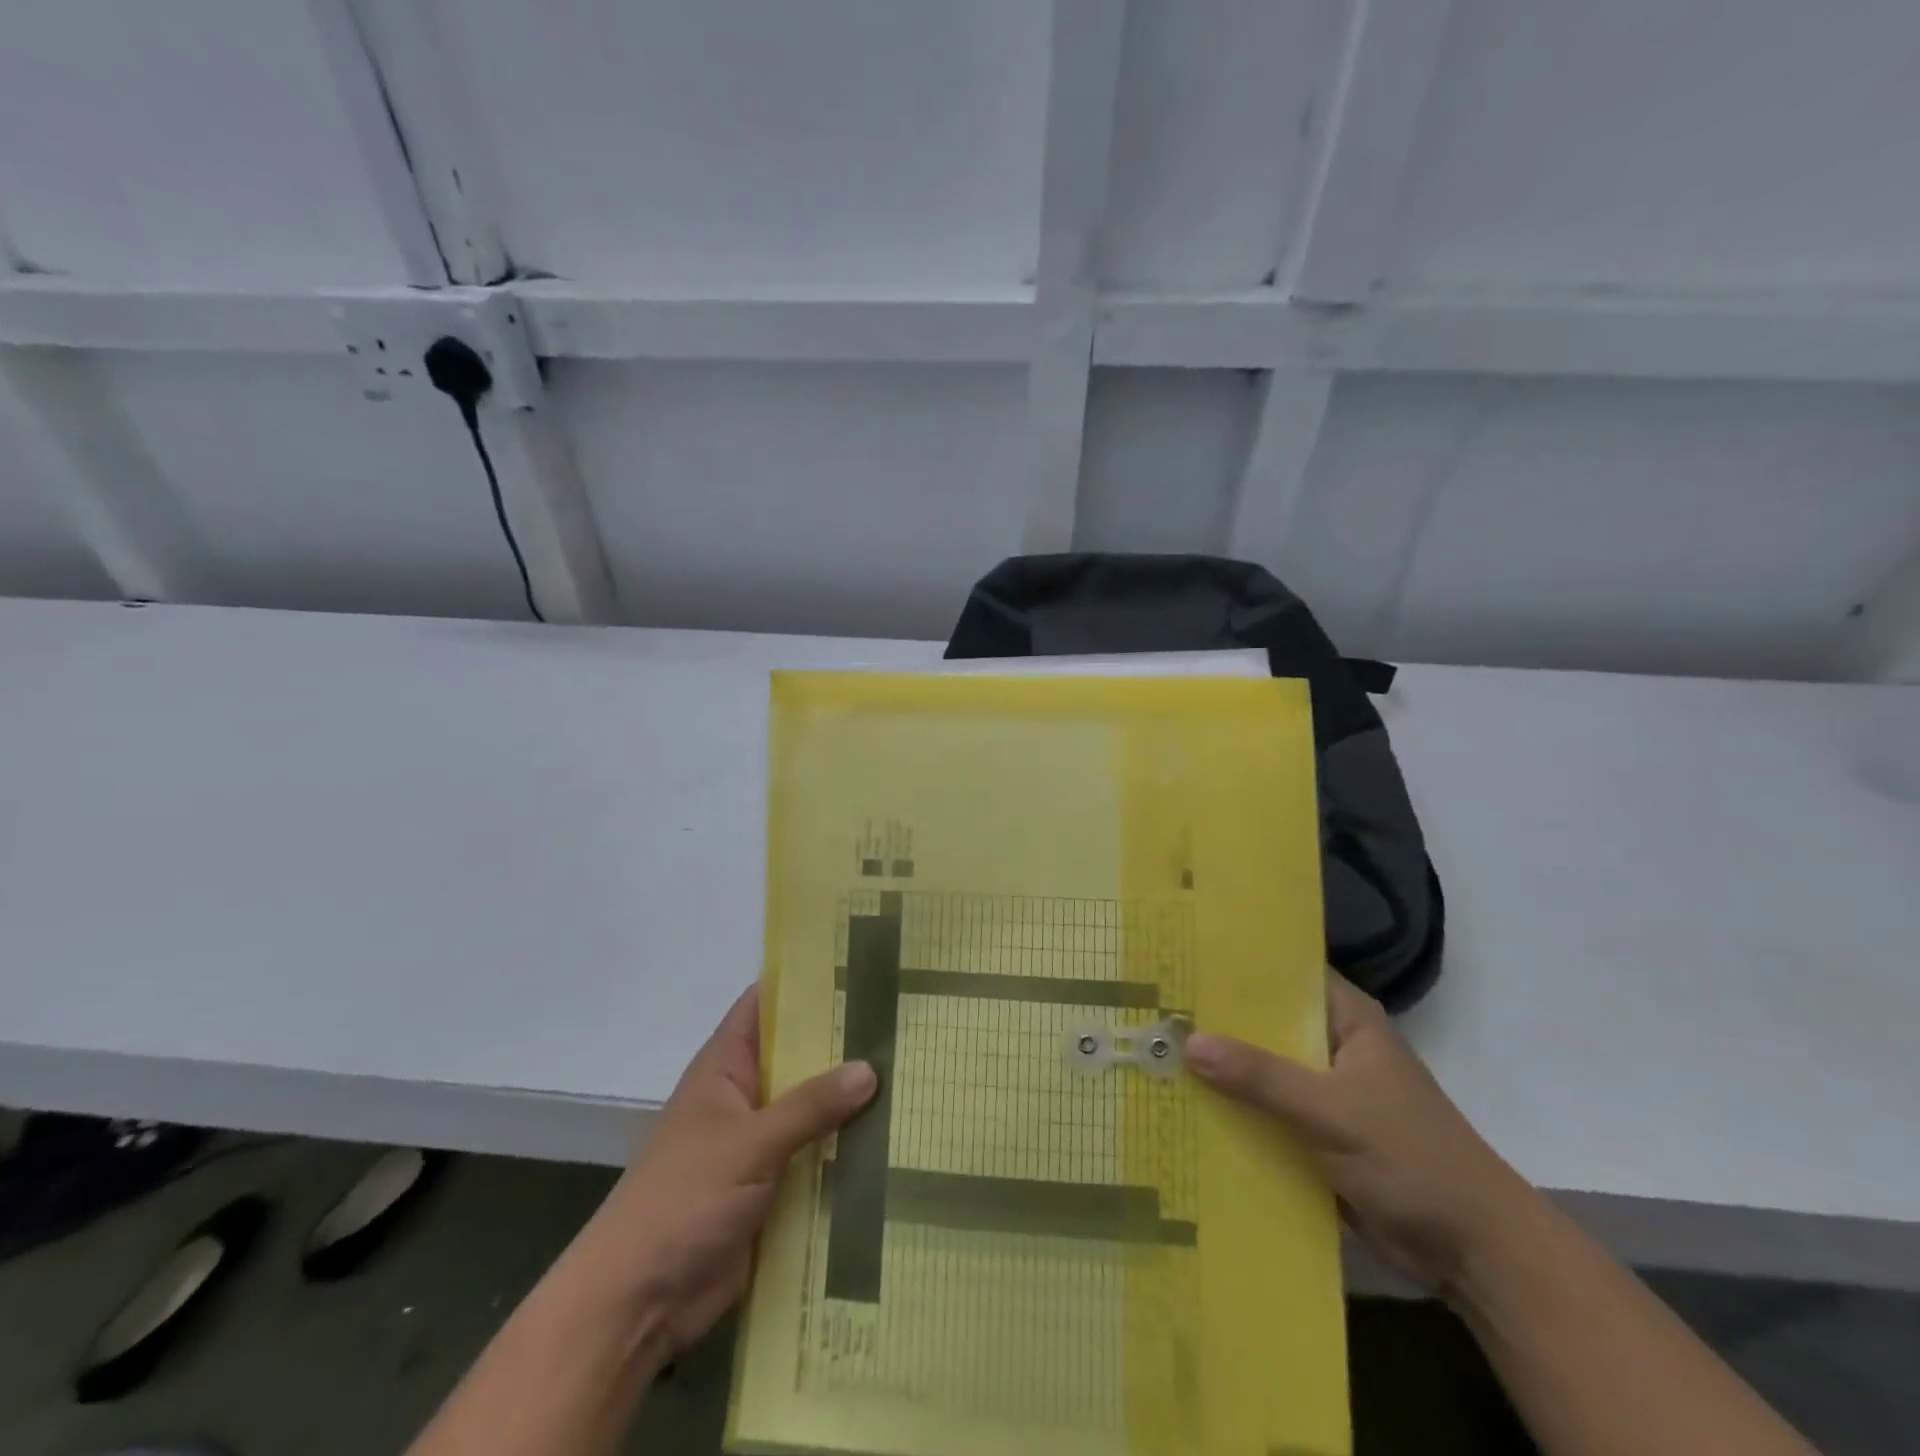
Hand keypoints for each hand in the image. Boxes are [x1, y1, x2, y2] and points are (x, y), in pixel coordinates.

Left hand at [569, 985, 876, 1354]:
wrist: (639, 1302)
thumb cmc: (683, 1199)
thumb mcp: (750, 1143)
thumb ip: (810, 1105)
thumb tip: (869, 1068)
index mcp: (727, 1067)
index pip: (767, 1003)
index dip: (806, 982)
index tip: (859, 966)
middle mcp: (745, 1095)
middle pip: (800, 1056)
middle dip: (845, 1042)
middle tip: (905, 1022)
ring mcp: (760, 1142)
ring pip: (814, 1107)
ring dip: (852, 1100)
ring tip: (914, 1074)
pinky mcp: (773, 1186)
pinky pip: (817, 1156)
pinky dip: (848, 1149)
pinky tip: (896, 1139)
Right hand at [1184, 973, 1532, 1298]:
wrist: (1475, 1253)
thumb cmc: (1412, 1159)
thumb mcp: (1333, 1112)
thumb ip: (1261, 1078)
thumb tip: (1186, 1042)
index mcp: (1346, 1018)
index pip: (1282, 973)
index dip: (1233, 964)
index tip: (1178, 956)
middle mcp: (1330, 1044)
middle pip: (1263, 1022)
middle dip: (1213, 1018)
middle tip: (1149, 1005)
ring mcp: (1322, 1090)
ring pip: (1259, 1067)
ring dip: (1218, 1067)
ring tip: (1151, 1049)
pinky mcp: (1316, 1133)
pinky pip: (1264, 1110)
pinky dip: (1232, 1109)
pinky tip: (1183, 1103)